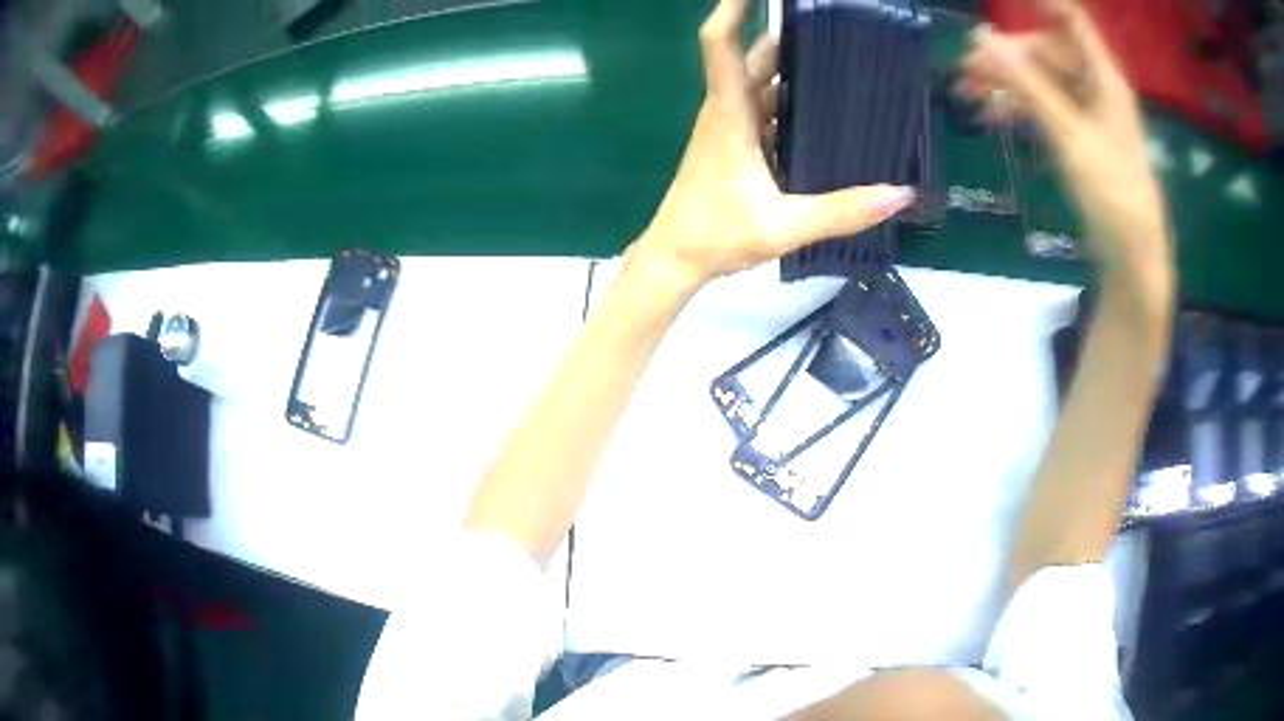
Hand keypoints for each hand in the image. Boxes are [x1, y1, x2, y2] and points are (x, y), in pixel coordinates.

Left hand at [633, 0, 915, 292]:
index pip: (722, 44)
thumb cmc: (716, 235)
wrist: (676, 259)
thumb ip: (843, 211)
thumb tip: (901, 194)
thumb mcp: (784, 226)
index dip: (732, 8)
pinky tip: (828, 114)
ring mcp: (731, 126)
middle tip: (839, 35)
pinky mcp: (737, 144)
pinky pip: (768, 110)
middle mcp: (728, 109)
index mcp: (729, 113)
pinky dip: (793, 104)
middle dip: (791, 39)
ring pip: (764, 84)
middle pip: (757, 58)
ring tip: (846, 68)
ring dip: (796, 72)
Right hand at [960, 0, 1171, 279]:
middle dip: (1007, 56)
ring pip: (1041, 79)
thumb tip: (979, 37)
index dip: (1040, 3)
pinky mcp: (1079, 134)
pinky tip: (994, 115)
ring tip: (970, 97)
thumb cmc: (1111, 192)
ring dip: (1006, 83)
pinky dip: (1019, 106)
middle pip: (1047, 50)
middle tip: (967, 73)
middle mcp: (1095, 85)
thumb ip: (1026, 84)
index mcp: (1103, 76)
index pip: (1070, 19)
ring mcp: (1087, 110)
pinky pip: (1044, 105)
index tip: (1001, 0)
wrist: (1131, 254)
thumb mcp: (1068, 134)